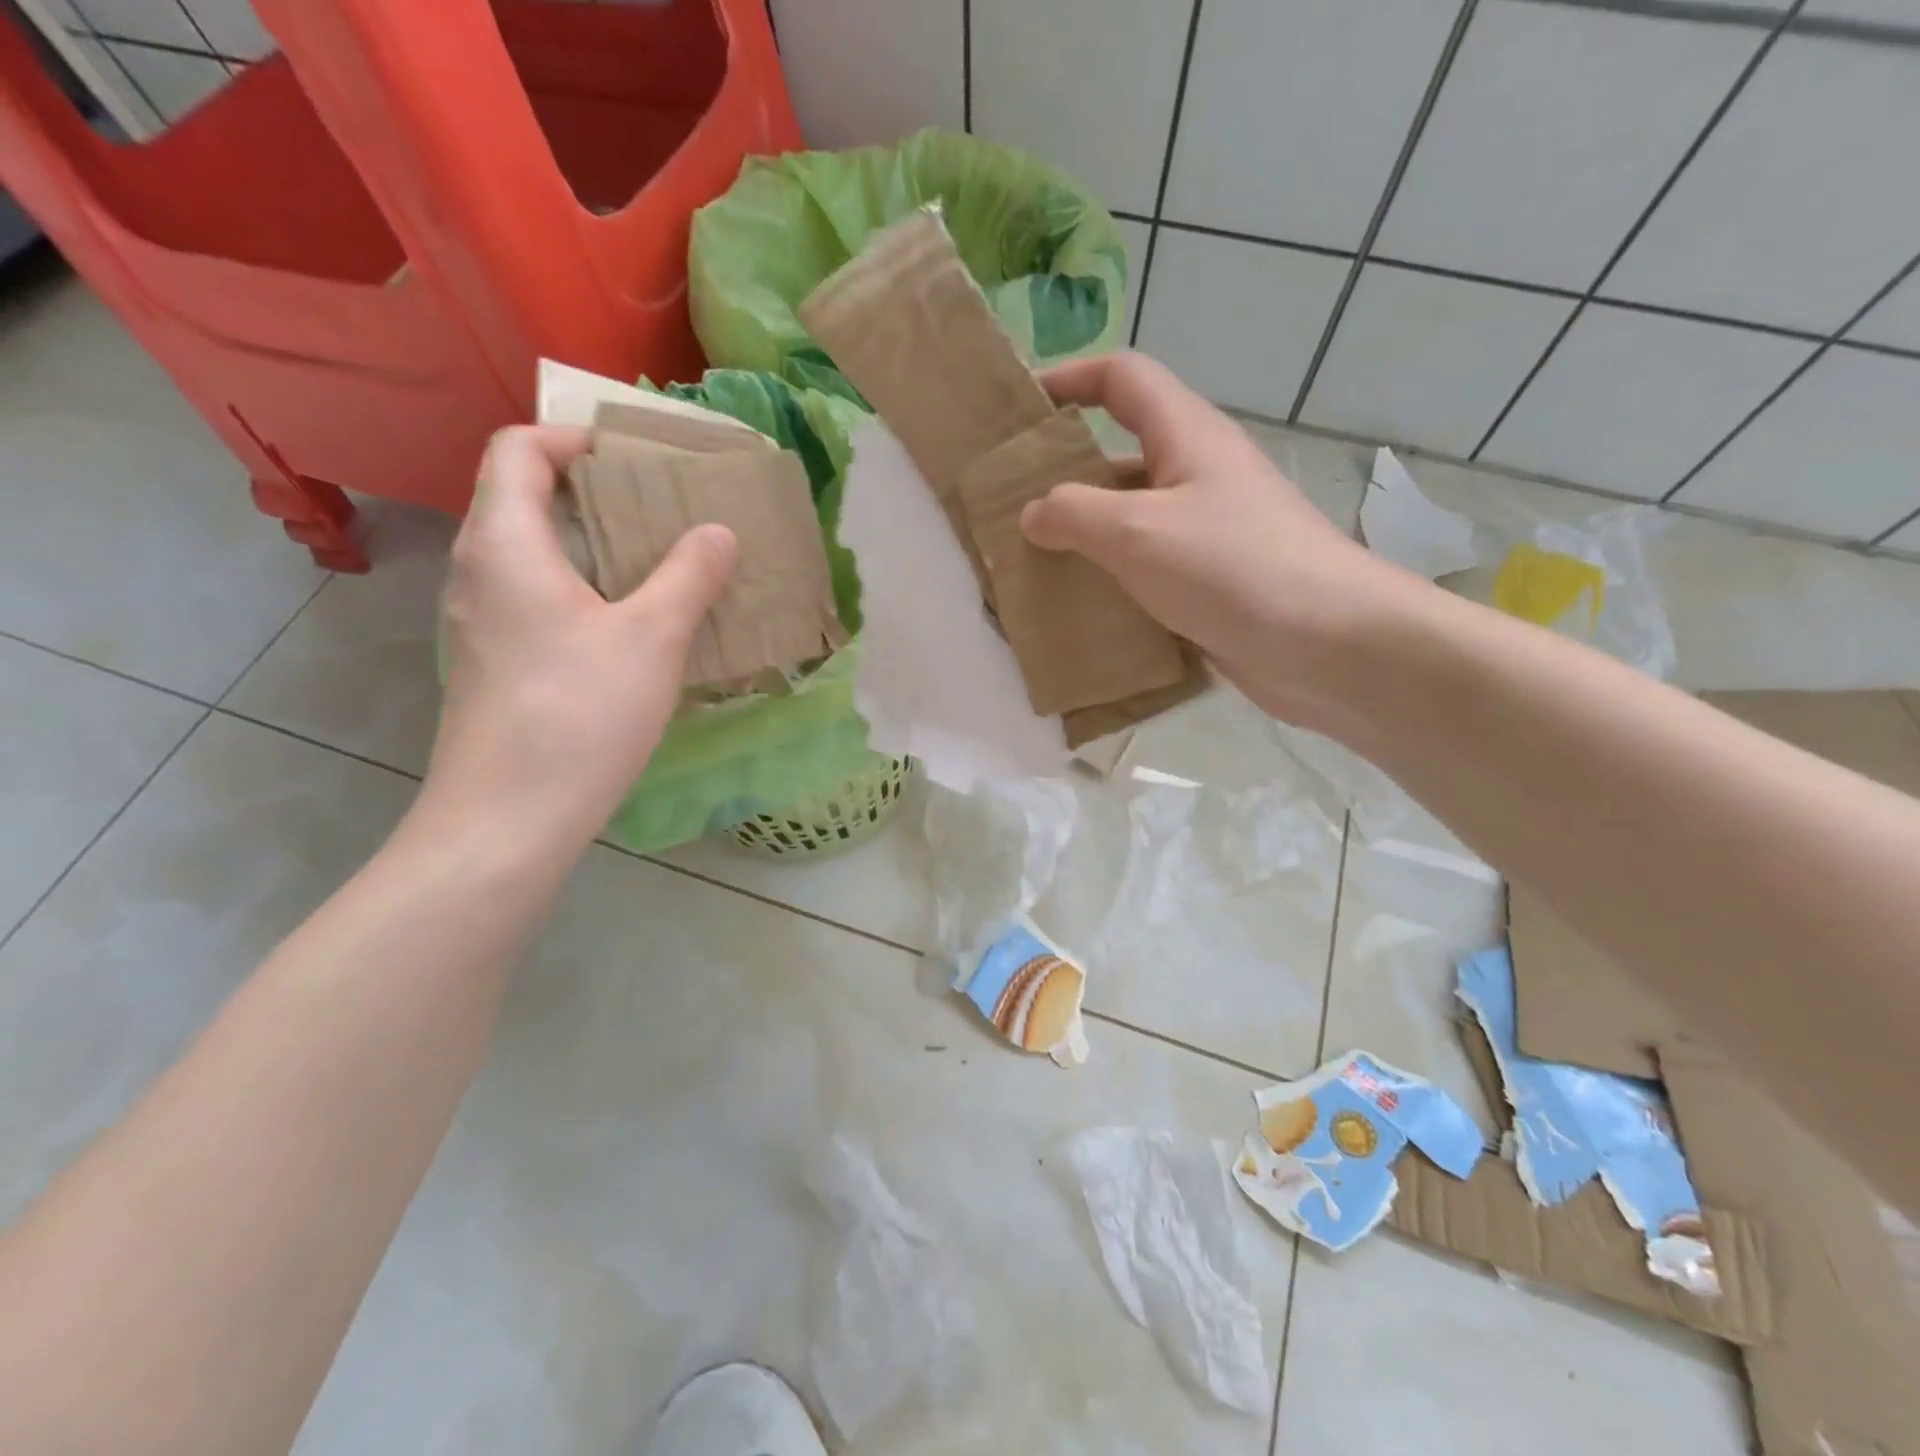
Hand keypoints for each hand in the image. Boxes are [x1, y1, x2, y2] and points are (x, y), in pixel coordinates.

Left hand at [424, 426, 737, 848]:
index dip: (571, 438)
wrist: (508, 818)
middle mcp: (478, 572)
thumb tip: (717, 532)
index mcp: (506, 544)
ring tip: (653, 566)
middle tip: (658, 511)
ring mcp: (477, 623)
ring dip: (588, 546)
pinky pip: (532, 600)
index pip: (517, 450)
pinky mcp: (490, 665)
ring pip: (528, 555)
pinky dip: (579, 591)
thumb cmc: (579, 713)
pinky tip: (626, 630)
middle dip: (591, 492)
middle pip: (520, 499)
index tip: (631, 458)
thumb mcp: (652, 638)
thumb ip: (688, 576)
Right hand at [1021, 352, 1417, 728]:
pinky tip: (1079, 607)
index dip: (1070, 379)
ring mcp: (1207, 532)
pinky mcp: (1210, 583)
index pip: (1123, 379)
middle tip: (1009, 503)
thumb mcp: (1137, 531)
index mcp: (1187, 436)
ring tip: (1030, 562)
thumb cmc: (1232, 568)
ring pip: (1132, 519)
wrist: (1328, 645)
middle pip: (1121, 453)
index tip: (1021, 405)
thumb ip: (1074, 514)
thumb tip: (1034, 513)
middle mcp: (1198, 475)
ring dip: (1085, 535)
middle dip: (1065, 472)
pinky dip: (1112, 580)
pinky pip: (1148, 568)